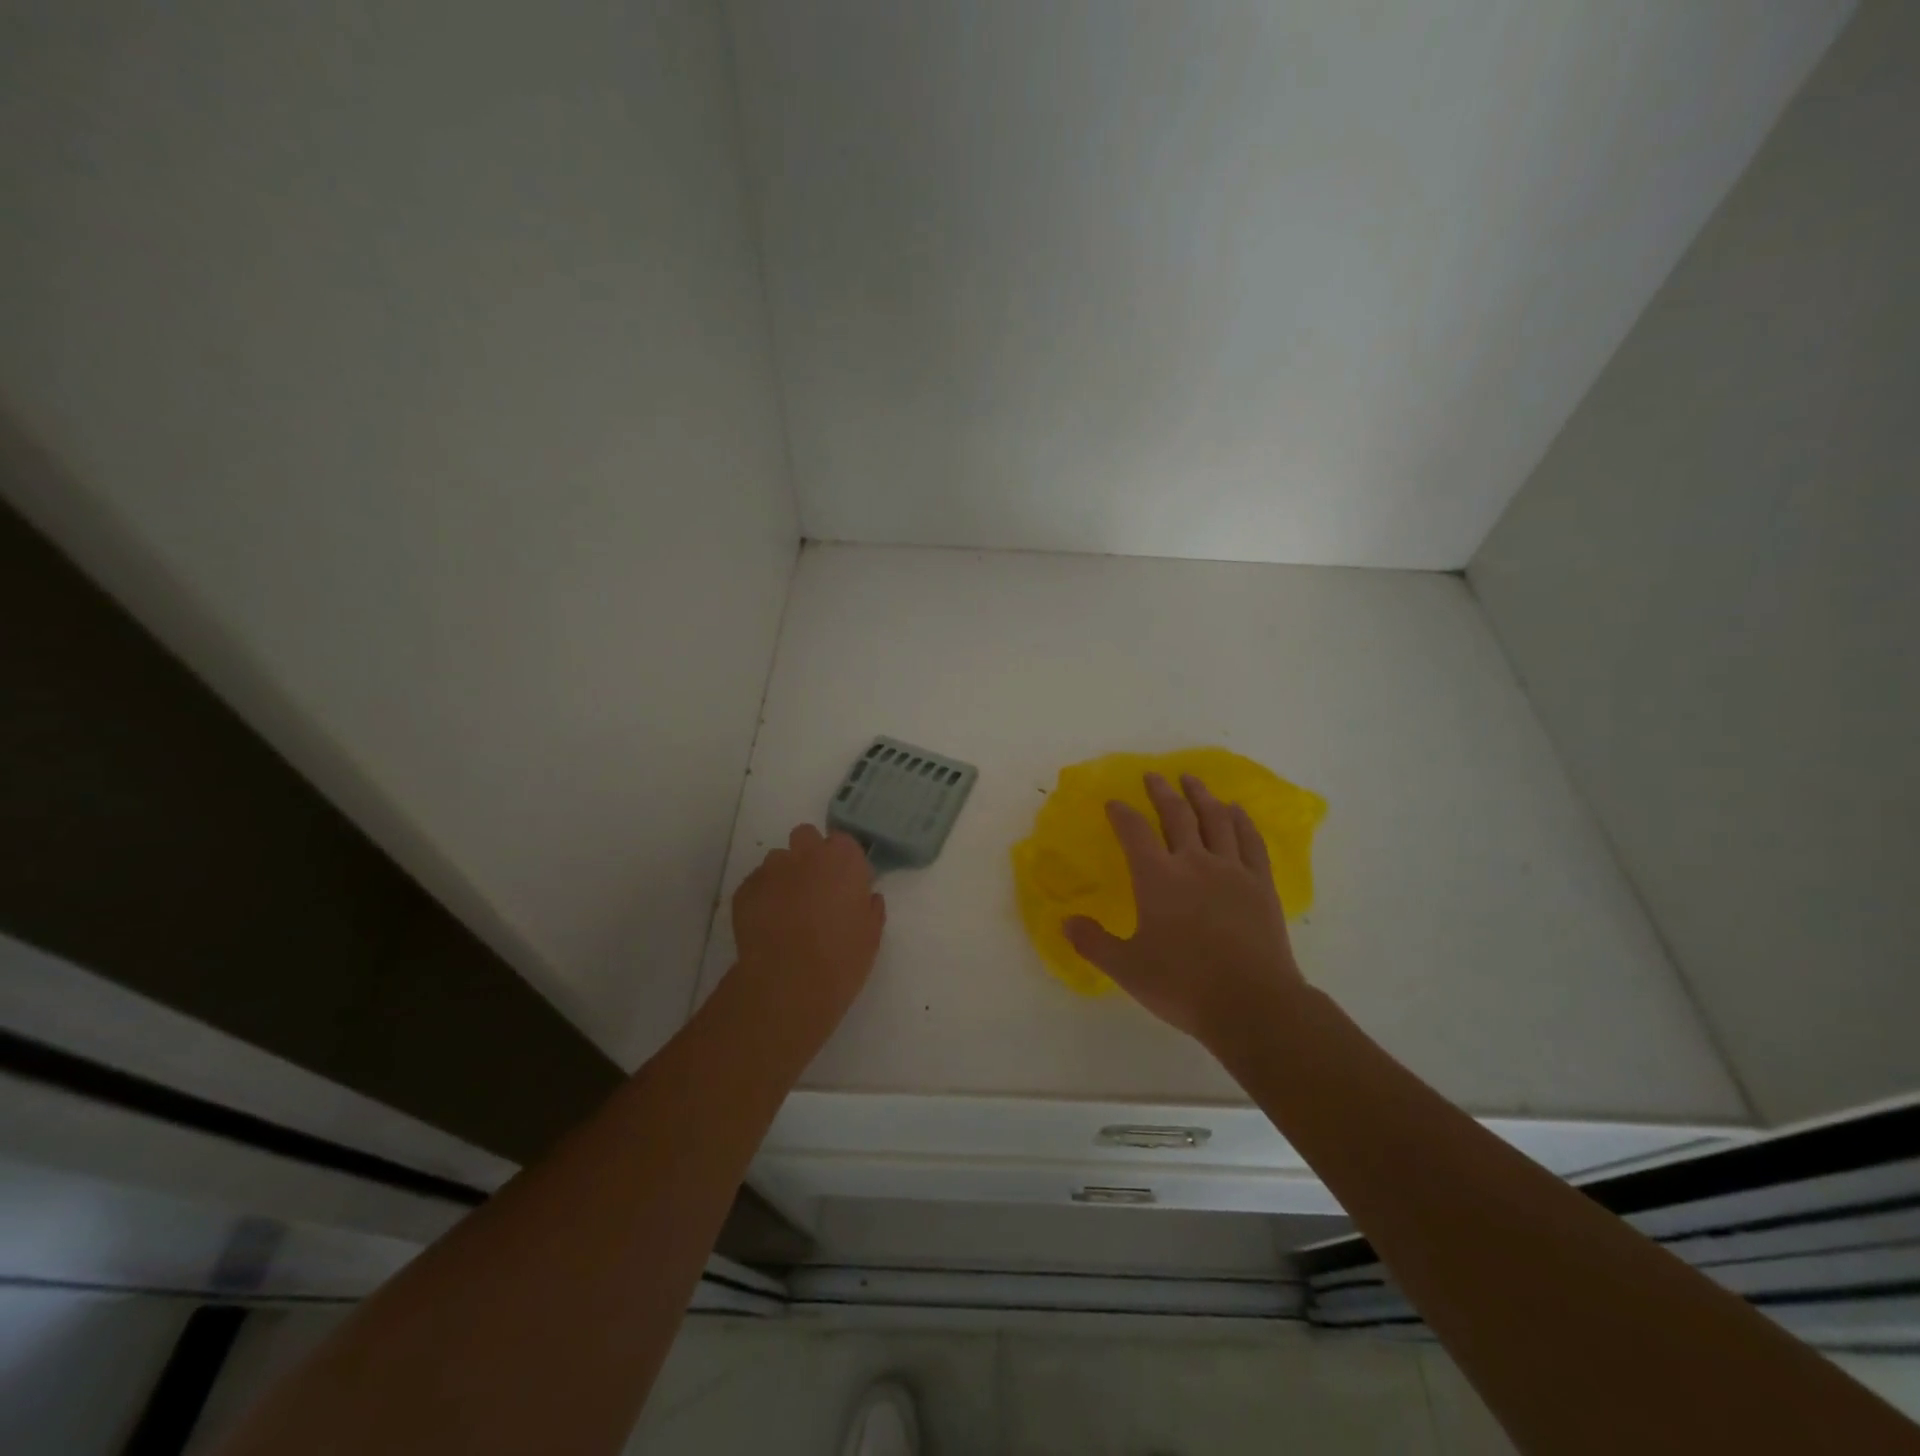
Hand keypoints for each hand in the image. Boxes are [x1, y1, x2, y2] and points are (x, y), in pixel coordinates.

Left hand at [728, 824, 885, 1044]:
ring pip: (778, 860)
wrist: (789, 983)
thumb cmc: (841, 957)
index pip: (843, 842)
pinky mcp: (745, 890)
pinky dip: (763, 897)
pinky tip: (768, 925)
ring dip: (785, 876)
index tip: (846, 885)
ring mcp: (772, 870)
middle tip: (815, 888)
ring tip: (787, 910)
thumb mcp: (871, 934)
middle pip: (806, 837)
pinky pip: (757, 884)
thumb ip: (869, 907)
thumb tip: (865, 897)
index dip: (844, 862)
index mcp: (843, 859)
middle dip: (810, 854)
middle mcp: (806, 854)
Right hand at [1064, 773, 1306, 1050]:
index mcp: (1157, 878)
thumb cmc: (1183, 984)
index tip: (1114, 801)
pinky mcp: (1261, 884)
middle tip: (1154, 775)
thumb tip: (1064, 922)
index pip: (1134, 832)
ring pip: (1216, 820)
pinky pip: (1251, 841)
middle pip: (1177, 815)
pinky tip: (1236, 810)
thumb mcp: (1126, 968)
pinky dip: (1242, 821)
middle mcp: (1194, 863)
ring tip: (1192, 779)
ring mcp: (1232, 870)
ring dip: (1201, 796)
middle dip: (1162, 792)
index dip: (1122, 813)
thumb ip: (1093, 942)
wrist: (1252, 1004)